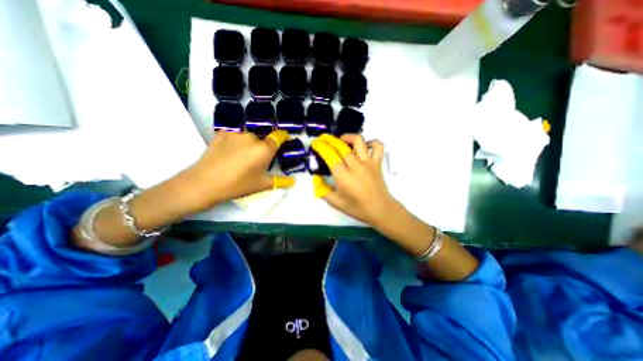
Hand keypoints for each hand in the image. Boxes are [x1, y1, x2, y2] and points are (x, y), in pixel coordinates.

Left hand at [177, 131, 292, 213]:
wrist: (204, 183)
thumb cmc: (238, 185)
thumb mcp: (261, 185)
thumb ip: (280, 181)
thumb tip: (293, 181)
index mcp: (264, 149)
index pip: (278, 136)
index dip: (283, 137)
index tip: (284, 140)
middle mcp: (252, 137)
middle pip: (262, 140)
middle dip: (262, 148)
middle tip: (255, 162)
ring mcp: (235, 134)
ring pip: (248, 138)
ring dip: (248, 145)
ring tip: (239, 159)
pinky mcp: (221, 133)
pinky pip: (235, 137)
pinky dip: (235, 143)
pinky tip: (228, 154)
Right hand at [310, 134, 394, 225]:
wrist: (380, 210)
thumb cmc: (357, 208)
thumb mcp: (335, 202)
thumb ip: (322, 189)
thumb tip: (316, 177)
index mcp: (343, 177)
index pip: (330, 156)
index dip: (321, 147)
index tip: (315, 143)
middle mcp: (355, 166)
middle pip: (341, 146)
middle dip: (330, 140)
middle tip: (323, 139)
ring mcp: (368, 163)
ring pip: (358, 141)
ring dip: (348, 137)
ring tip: (341, 139)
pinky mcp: (378, 163)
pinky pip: (378, 146)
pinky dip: (371, 142)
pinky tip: (364, 146)